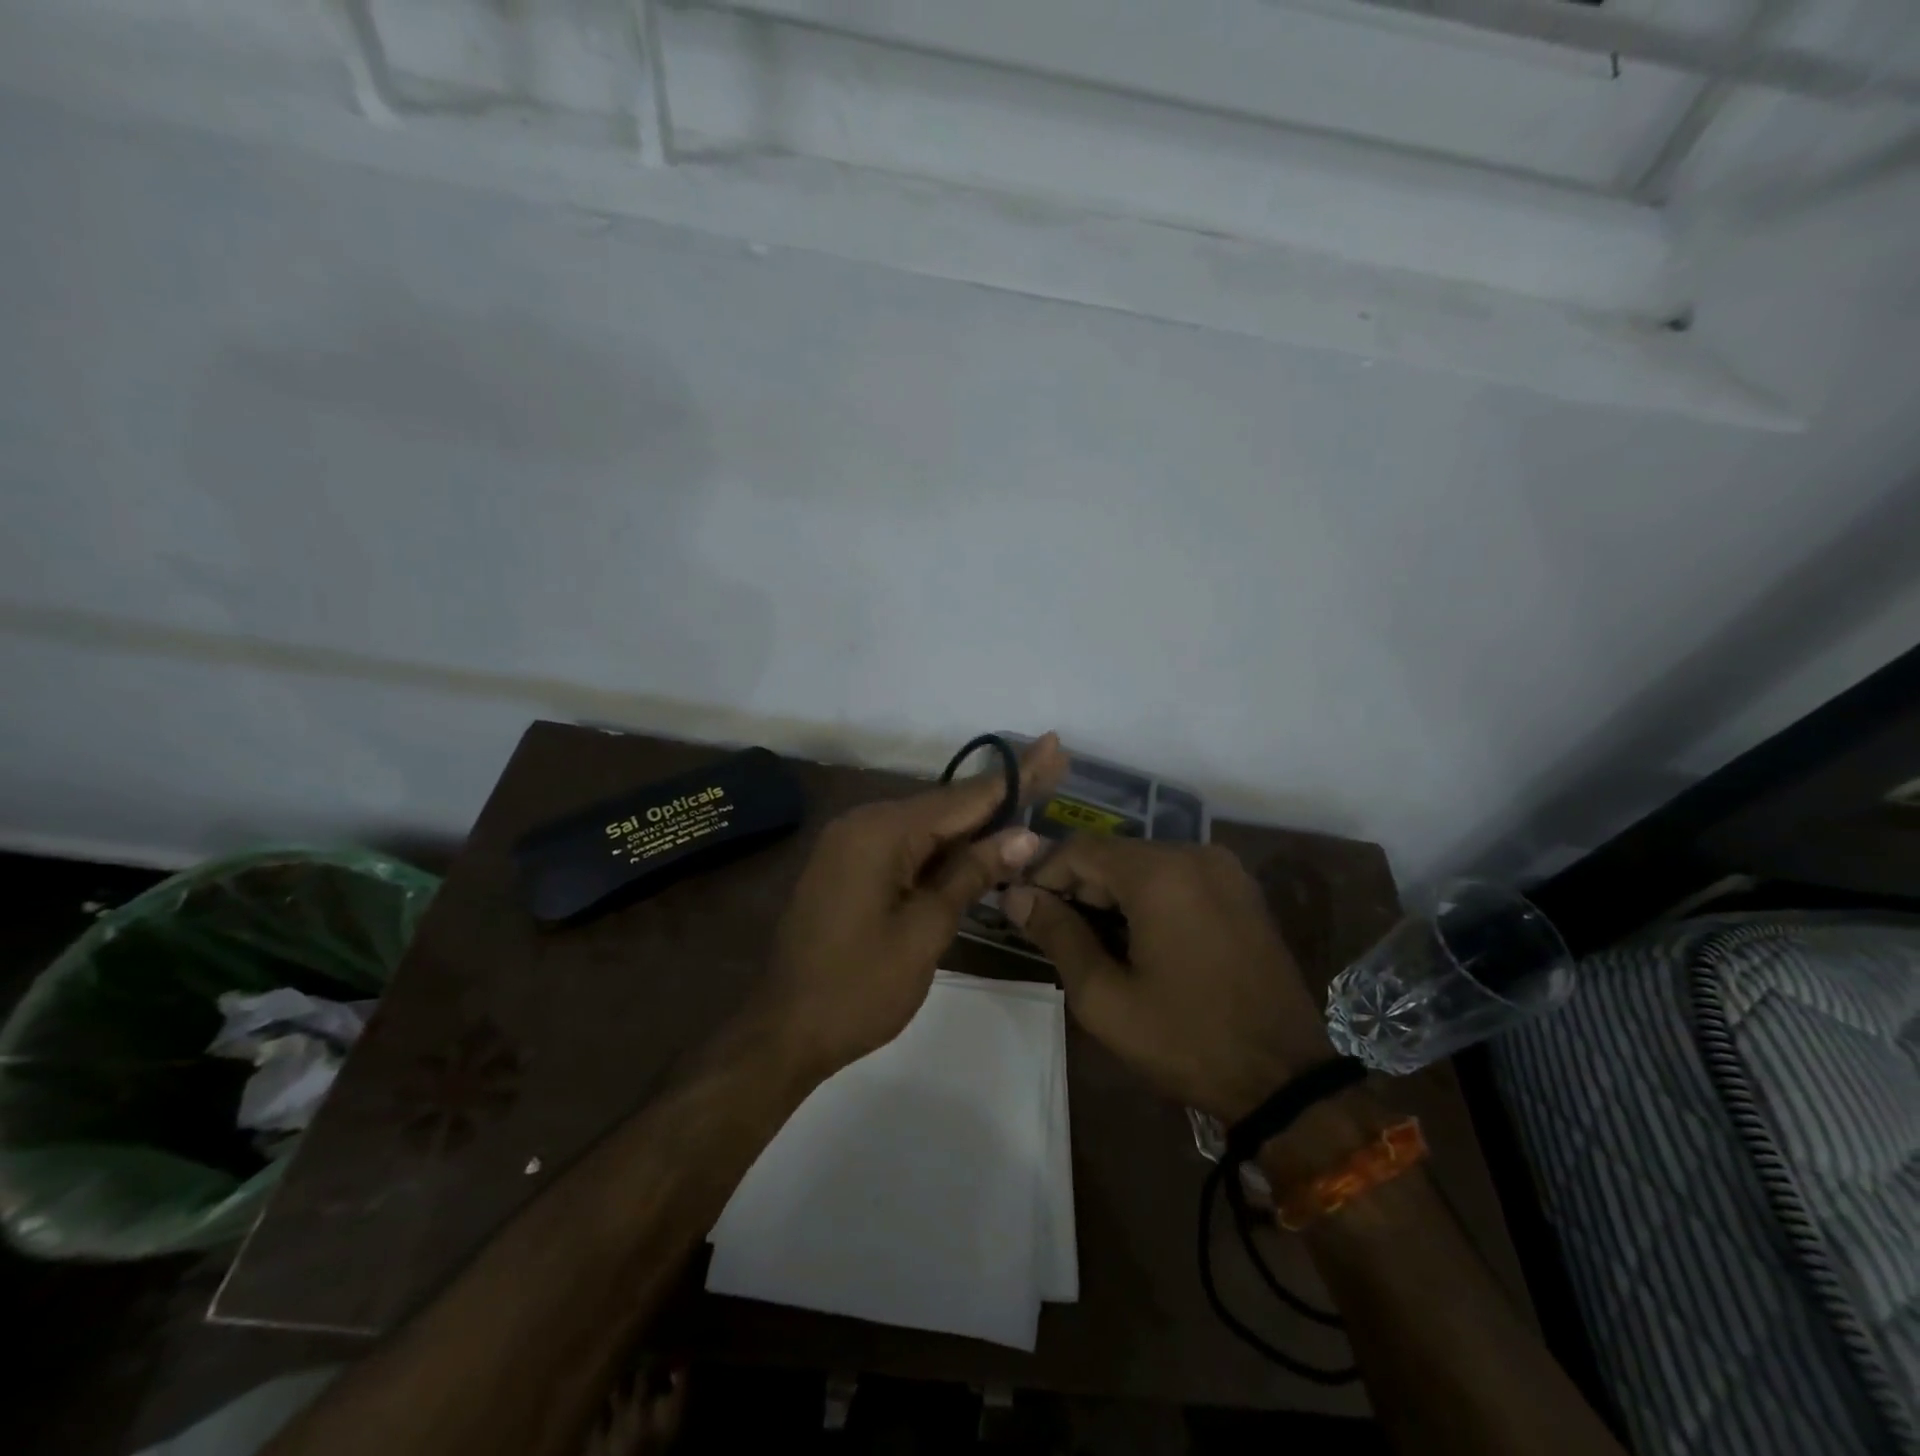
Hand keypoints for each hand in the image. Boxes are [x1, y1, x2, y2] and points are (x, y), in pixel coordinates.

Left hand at [766, 733, 1068, 1077]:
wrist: (784, 1031)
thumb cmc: (859, 988)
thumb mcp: (925, 931)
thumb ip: (971, 874)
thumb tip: (1023, 836)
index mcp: (882, 831)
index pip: (964, 798)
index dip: (1015, 776)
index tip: (1052, 744)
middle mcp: (864, 823)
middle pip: (946, 805)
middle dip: (1000, 793)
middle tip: (1052, 765)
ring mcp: (852, 843)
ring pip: (927, 825)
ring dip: (975, 820)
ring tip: (1028, 798)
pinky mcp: (849, 866)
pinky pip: (906, 844)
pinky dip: (944, 845)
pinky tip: (979, 839)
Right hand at [1003, 840, 1328, 1121]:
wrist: (1286, 1079)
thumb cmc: (1187, 1039)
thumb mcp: (1105, 998)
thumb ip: (1057, 935)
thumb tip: (1016, 897)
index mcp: (1160, 873)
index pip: (1079, 850)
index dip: (1043, 877)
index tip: (1024, 913)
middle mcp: (1194, 854)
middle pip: (1113, 854)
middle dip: (1078, 889)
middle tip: (1058, 937)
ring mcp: (1224, 869)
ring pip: (1144, 864)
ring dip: (1112, 895)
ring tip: (1096, 944)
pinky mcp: (1241, 889)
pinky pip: (1177, 877)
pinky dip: (1147, 898)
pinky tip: (1140, 940)